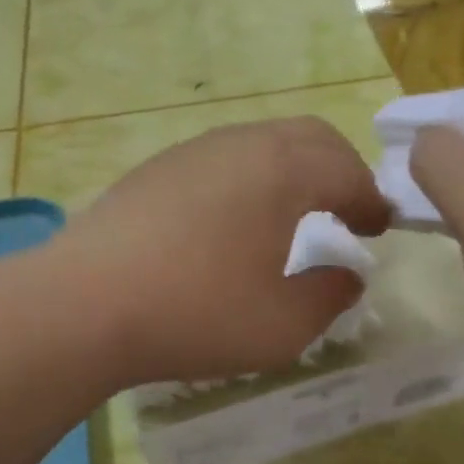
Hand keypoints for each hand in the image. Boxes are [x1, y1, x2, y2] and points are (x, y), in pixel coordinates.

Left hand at [51, 118, 391, 386]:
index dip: (372, 201)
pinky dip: (250, 178)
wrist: (82, 304)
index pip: (347, 173)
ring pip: (261, 143)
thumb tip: (348, 276)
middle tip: (349, 210)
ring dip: (292, 170)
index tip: (380, 228)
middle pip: (309, 138)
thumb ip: (329, 296)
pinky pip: (221, 159)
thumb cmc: (196, 313)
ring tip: (294, 214)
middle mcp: (241, 144)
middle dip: (339, 170)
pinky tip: (234, 220)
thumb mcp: (283, 324)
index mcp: (283, 171)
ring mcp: (192, 151)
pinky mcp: (155, 169)